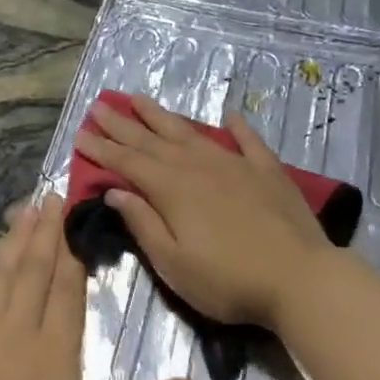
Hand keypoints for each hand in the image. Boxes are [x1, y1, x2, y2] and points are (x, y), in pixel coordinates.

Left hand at [0, 196, 195, 379]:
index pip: (69, 289)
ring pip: (0, 277)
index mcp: (56, 354)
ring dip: (14, 241)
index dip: (75, 251)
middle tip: (54, 193)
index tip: (78, 216)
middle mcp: (18, 334)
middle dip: (47, 231)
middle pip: (36, 272)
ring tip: (24, 207)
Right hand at [72, 94, 332, 329]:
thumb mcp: (174, 263)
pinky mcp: (268, 171)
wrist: (299, 278)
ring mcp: (236, 165)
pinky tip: (229, 114)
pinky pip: (248, 141)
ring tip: (140, 99)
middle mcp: (199, 167)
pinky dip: (237, 127)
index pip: (129, 163)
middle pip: (153, 141)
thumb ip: (143, 224)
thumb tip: (116, 191)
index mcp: (173, 190)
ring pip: (192, 133)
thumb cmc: (228, 281)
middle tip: (99, 107)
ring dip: (164, 116)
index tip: (80, 133)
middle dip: (123, 125)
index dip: (102, 149)